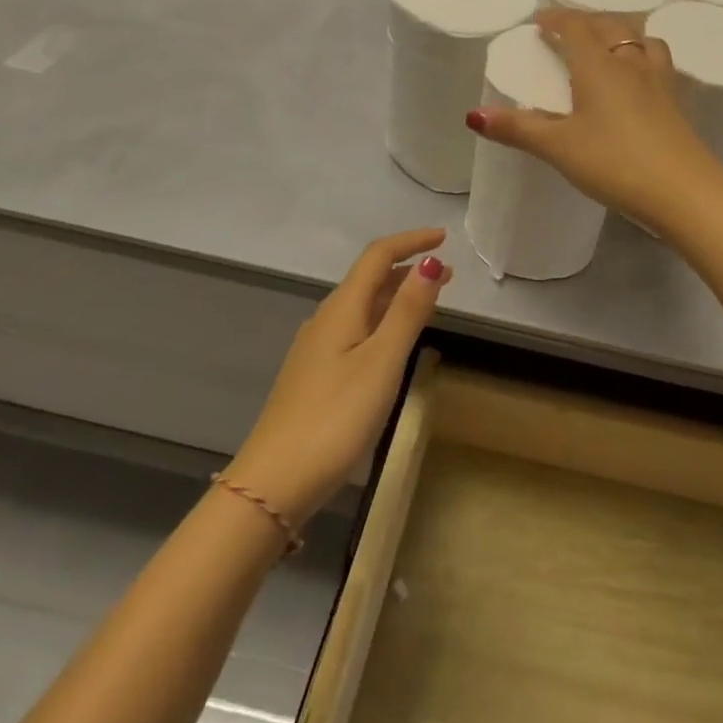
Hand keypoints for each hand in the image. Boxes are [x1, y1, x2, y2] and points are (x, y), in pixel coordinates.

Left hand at [225, 229, 452, 524]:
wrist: (274, 483)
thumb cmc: (335, 417)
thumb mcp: (382, 361)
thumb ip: (408, 311)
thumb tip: (429, 261)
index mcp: (342, 308)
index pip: (378, 256)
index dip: (411, 241)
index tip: (444, 239)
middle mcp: (327, 319)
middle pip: (370, 278)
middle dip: (409, 268)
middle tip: (448, 274)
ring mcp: (318, 349)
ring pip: (364, 305)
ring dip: (398, 295)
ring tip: (430, 302)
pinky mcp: (316, 375)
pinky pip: (357, 329)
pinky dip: (384, 320)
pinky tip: (394, 342)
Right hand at [467, 9, 722, 232]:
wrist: (684, 190)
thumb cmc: (615, 162)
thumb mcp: (559, 147)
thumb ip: (518, 129)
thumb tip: (473, 116)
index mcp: (598, 65)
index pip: (576, 26)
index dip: (556, 18)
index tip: (539, 21)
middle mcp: (631, 63)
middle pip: (609, 26)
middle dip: (585, 22)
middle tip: (567, 30)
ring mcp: (659, 81)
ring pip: (641, 40)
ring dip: (620, 34)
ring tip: (607, 46)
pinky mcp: (676, 102)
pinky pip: (658, 62)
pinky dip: (642, 57)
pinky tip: (639, 80)